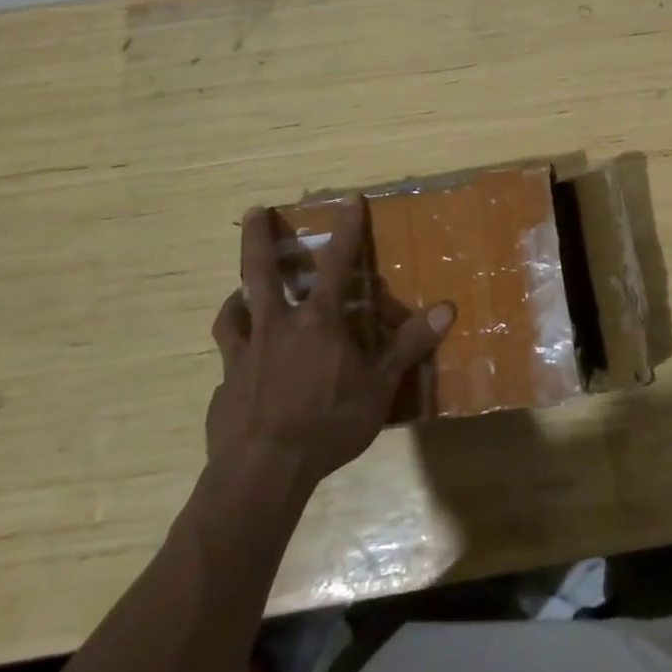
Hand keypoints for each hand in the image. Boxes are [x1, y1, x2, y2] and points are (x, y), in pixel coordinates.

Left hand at [206, 199, 452, 490]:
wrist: (262, 471)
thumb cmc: (328, 424)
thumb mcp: (380, 386)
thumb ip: (409, 345)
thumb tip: (447, 308)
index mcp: (317, 322)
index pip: (335, 264)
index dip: (345, 230)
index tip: (348, 200)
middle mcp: (277, 327)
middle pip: (261, 272)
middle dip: (257, 239)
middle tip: (254, 211)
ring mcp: (244, 356)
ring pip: (233, 312)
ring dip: (238, 296)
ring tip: (238, 292)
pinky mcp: (224, 386)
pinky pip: (228, 359)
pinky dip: (235, 352)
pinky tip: (240, 366)